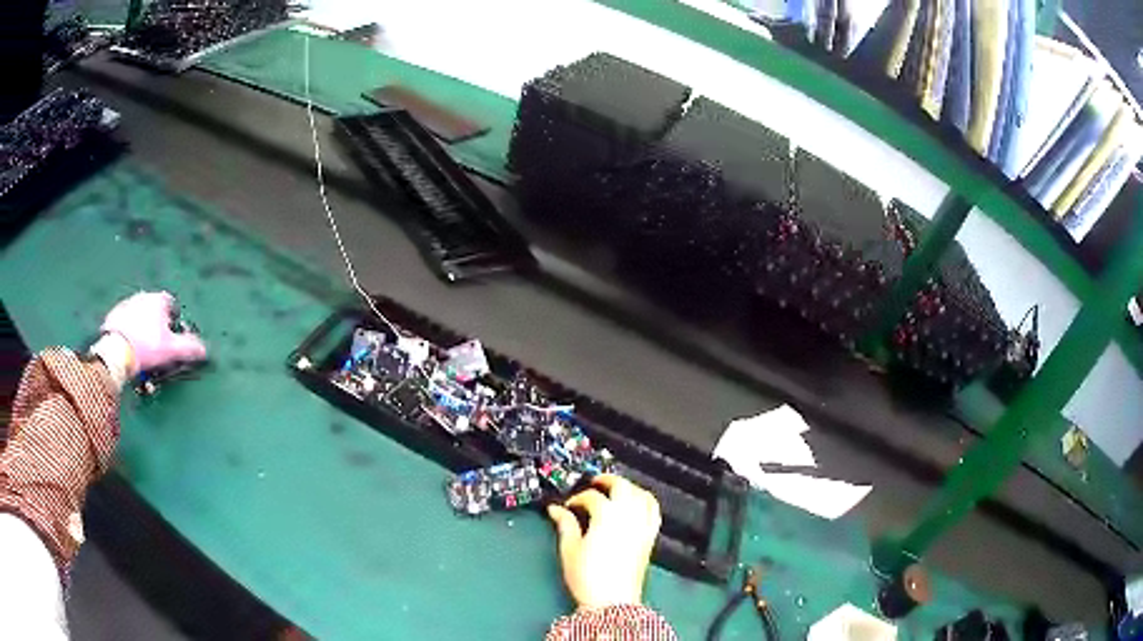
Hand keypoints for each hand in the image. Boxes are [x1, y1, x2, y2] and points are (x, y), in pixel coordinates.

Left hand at [100, 291, 206, 376]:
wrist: (116, 350)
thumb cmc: (146, 347)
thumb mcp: (171, 350)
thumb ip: (189, 347)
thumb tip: (204, 350)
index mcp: (158, 300)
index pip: (171, 305)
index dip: (174, 320)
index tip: (172, 336)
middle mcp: (143, 296)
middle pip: (154, 309)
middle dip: (157, 324)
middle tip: (158, 345)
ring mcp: (127, 304)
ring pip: (139, 315)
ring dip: (142, 327)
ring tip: (143, 349)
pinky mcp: (114, 315)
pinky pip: (125, 322)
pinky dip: (129, 331)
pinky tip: (130, 347)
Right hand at [546, 474, 660, 610]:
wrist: (612, 601)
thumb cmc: (588, 577)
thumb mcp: (569, 549)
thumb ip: (565, 524)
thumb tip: (556, 510)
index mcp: (606, 516)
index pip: (592, 497)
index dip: (577, 498)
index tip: (569, 506)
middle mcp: (628, 515)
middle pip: (622, 486)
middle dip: (607, 480)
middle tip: (594, 482)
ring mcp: (642, 525)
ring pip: (641, 494)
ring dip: (628, 487)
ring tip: (615, 489)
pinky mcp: (650, 536)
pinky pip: (653, 510)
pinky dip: (645, 501)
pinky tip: (636, 504)